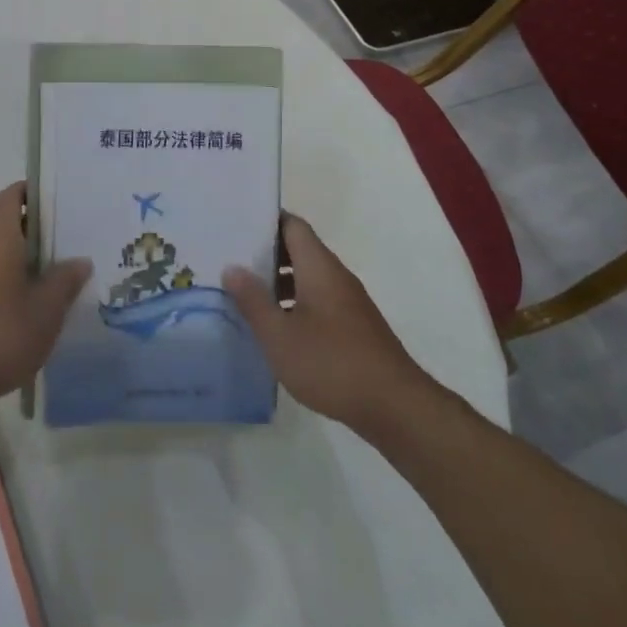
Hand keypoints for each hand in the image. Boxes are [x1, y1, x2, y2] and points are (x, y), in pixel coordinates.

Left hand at [0, 182, 91, 410]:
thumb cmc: (1, 333)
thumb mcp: (47, 310)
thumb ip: (65, 280)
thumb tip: (80, 260)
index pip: (12, 194)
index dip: (33, 193)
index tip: (59, 203)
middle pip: (0, 218)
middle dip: (27, 224)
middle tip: (60, 239)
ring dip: (13, 250)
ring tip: (46, 270)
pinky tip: (22, 298)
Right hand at [224, 214, 430, 439]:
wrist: (395, 407)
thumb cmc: (331, 363)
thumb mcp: (280, 335)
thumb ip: (253, 300)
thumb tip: (232, 267)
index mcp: (319, 266)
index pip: (292, 224)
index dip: (265, 220)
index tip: (237, 225)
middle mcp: (336, 276)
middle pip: (299, 249)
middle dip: (266, 253)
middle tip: (231, 261)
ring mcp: (348, 302)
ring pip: (308, 277)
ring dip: (279, 282)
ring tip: (246, 295)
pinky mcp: (354, 327)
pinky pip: (318, 301)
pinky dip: (295, 304)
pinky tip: (277, 329)